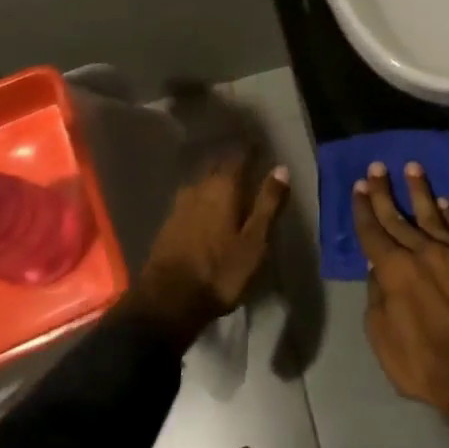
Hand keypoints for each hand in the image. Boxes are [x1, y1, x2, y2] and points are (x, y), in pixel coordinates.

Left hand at [131, 155, 289, 350]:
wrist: (167, 301)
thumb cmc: (220, 270)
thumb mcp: (255, 240)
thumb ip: (268, 203)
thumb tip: (281, 168)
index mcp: (223, 186)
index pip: (239, 156)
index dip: (251, 149)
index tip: (262, 146)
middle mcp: (199, 187)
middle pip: (218, 165)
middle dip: (233, 161)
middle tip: (249, 162)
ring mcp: (180, 204)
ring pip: (203, 181)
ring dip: (217, 179)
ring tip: (231, 184)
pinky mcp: (169, 222)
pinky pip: (192, 198)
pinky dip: (204, 197)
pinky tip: (209, 207)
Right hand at [353, 162, 448, 447]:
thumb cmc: (422, 362)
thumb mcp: (381, 336)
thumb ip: (377, 295)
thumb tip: (378, 266)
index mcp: (394, 269)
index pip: (372, 231)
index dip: (363, 208)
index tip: (359, 187)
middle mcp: (422, 251)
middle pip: (398, 216)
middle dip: (384, 191)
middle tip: (377, 168)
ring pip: (432, 213)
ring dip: (420, 190)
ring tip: (413, 167)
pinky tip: (443, 202)